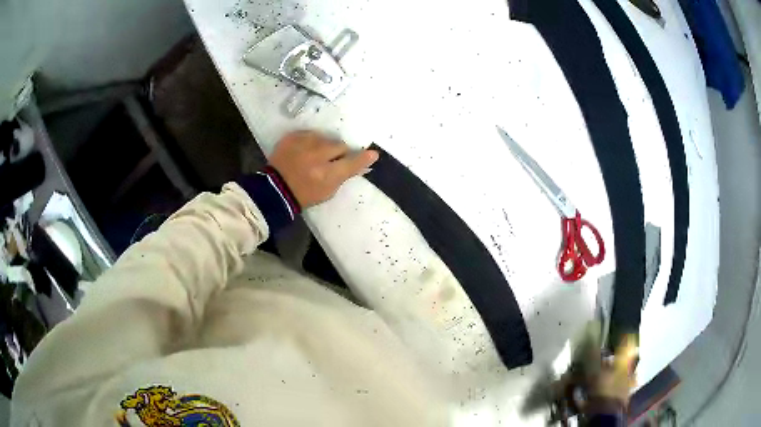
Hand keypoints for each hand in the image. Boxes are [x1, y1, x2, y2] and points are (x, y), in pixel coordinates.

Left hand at [269, 131, 378, 207]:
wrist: (274, 189)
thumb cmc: (304, 194)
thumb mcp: (328, 191)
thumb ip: (344, 175)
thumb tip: (363, 162)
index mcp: (326, 175)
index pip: (351, 163)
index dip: (363, 158)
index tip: (373, 154)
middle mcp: (316, 156)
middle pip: (339, 146)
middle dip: (339, 152)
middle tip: (332, 159)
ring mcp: (303, 144)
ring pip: (325, 138)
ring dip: (324, 145)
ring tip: (315, 155)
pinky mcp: (292, 137)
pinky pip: (310, 134)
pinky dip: (311, 141)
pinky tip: (305, 150)